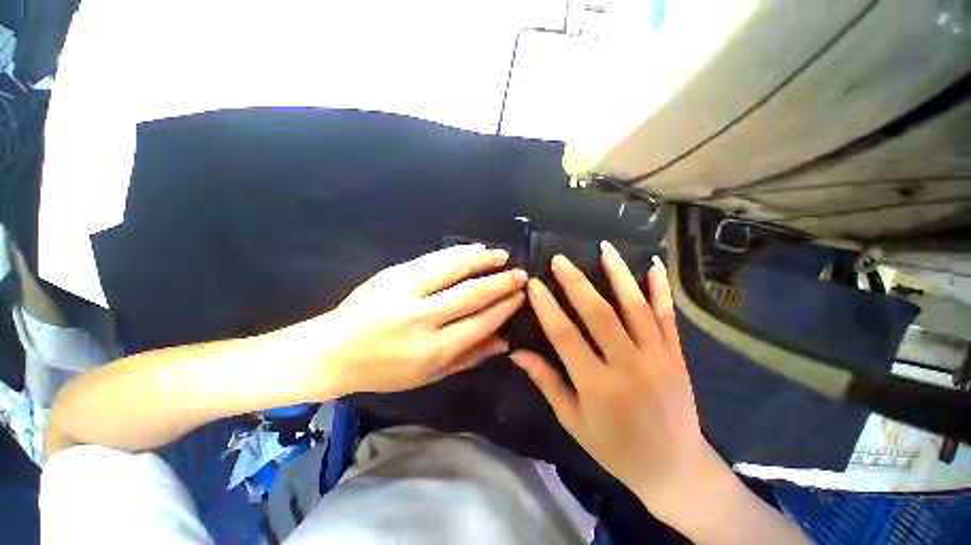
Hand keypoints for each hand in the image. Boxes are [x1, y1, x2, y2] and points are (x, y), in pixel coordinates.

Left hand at [286, 244, 525, 395]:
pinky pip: (434, 258)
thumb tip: (505, 341)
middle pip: (472, 294)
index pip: (481, 322)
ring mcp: (405, 291)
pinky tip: (475, 250)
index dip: (505, 306)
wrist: (333, 350)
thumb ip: (470, 357)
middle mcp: (422, 319)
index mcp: (432, 351)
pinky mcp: (393, 274)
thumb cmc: (385, 370)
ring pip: (454, 268)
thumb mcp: (429, 376)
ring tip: (502, 256)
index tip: (520, 296)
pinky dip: (459, 253)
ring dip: (482, 260)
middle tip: (521, 274)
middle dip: (501, 282)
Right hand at [510, 242, 730, 519]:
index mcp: (599, 387)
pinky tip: (654, 265)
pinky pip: (668, 317)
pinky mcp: (677, 356)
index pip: (565, 336)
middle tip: (560, 259)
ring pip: (636, 307)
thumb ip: (546, 381)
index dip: (547, 307)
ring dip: (619, 274)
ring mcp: (659, 358)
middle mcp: (630, 366)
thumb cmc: (616, 450)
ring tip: (605, 248)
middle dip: (576, 282)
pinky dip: (661, 289)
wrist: (676, 470)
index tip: (533, 284)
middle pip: (599, 314)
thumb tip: (516, 352)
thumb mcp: (573, 421)